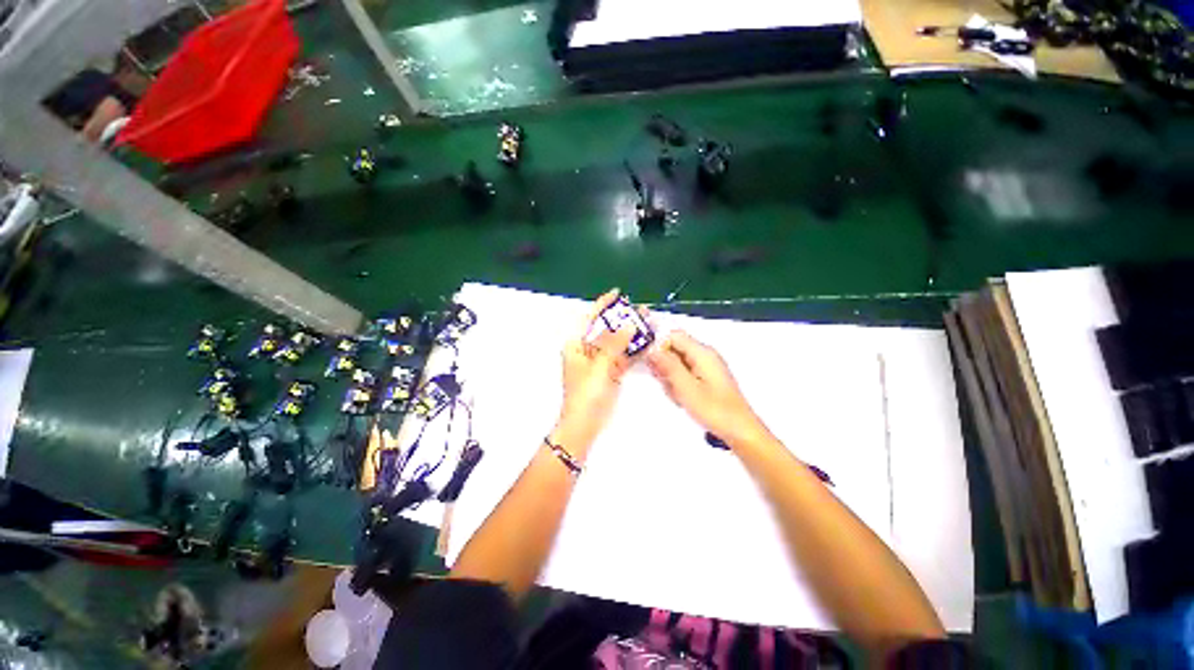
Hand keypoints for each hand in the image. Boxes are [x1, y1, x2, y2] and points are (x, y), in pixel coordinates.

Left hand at [553, 289, 637, 454]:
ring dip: (632, 333)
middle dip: (623, 319)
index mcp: (576, 345)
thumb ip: (614, 345)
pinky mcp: (610, 372)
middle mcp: (587, 350)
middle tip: (641, 310)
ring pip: (617, 342)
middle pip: (607, 329)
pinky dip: (634, 349)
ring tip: (649, 322)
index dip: (602, 305)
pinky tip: (647, 341)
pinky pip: (623, 356)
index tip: (617, 294)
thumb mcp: (599, 367)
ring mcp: (600, 361)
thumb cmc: (586, 394)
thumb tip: (628, 325)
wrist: (585, 424)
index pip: (590, 319)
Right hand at [647, 331, 769, 446]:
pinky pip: (685, 373)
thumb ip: (668, 366)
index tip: (654, 367)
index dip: (660, 347)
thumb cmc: (714, 410)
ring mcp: (706, 367)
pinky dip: (679, 384)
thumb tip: (652, 349)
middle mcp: (705, 355)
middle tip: (669, 386)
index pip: (673, 336)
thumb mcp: (686, 387)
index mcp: (702, 353)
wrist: (739, 431)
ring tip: (678, 396)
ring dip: (671, 378)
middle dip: (665, 366)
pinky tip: (683, 399)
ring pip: (677, 363)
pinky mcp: (706, 378)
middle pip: (674, 349)